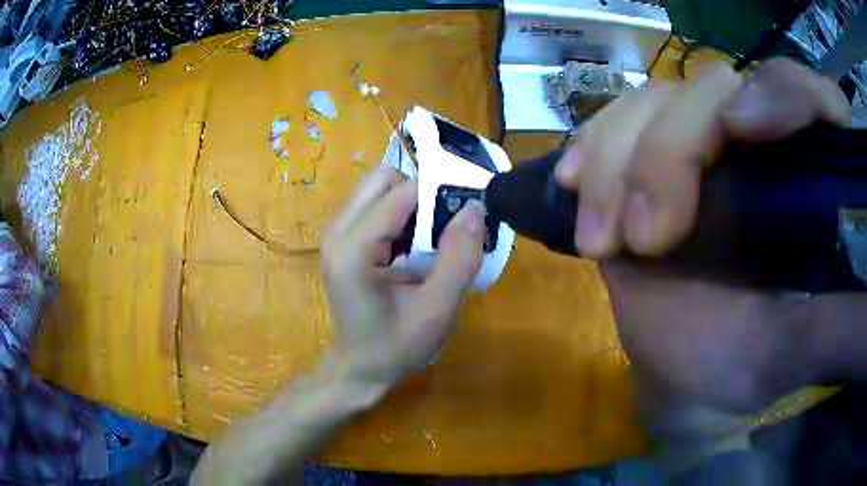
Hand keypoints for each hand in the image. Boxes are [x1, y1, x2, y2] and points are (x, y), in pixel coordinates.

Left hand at [321, 167, 484, 386]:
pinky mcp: (340, 236)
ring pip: (380, 187)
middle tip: (442, 232)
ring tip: (428, 244)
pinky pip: (374, 205)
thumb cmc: (395, 346)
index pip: (403, 192)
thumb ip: (460, 259)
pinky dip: (400, 216)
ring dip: (411, 206)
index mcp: (353, 247)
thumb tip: (476, 208)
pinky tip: (410, 250)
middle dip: (421, 195)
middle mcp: (337, 229)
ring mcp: (334, 231)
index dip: (440, 194)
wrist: (358, 367)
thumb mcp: (436, 310)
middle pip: (385, 178)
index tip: (468, 215)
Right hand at [555, 58, 861, 441]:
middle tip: (647, 237)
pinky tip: (574, 186)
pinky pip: (613, 120)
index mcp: (806, 174)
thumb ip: (835, 327)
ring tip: (606, 239)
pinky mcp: (646, 153)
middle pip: (714, 89)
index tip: (746, 131)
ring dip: (617, 162)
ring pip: (653, 100)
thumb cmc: (743, 361)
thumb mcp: (793, 352)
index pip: (806, 95)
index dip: (782, 93)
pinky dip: (591, 149)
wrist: (681, 364)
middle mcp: (756, 136)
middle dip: (671, 154)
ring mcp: (697, 139)